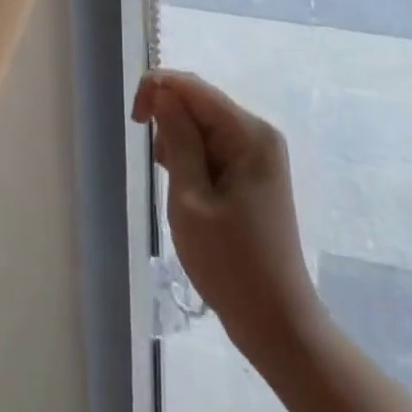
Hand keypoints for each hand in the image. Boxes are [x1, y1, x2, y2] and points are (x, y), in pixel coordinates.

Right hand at [133, 70, 319, 352]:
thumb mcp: (191, 200)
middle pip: (201, 103)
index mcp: (248, 133)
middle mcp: (258, 133)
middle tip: (160, 169)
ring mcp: (260, 153)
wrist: (277, 324)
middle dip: (171, 123)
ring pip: (205, 125)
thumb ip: (177, 139)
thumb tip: (163, 93)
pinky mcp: (255, 172)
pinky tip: (190, 191)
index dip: (158, 89)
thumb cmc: (230, 264)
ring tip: (178, 188)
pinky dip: (195, 159)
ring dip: (181, 144)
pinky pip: (216, 146)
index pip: (194, 88)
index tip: (134, 119)